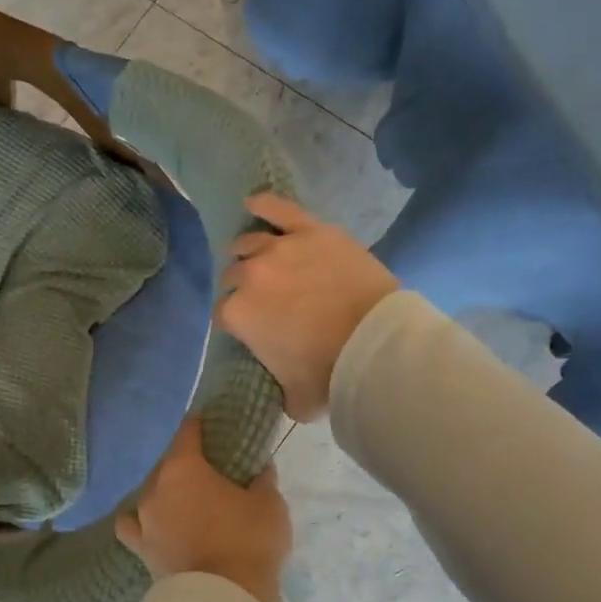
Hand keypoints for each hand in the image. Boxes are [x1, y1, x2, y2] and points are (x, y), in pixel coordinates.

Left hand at [116, 420, 291, 601]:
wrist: (224, 599)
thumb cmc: (247, 541)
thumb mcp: (269, 505)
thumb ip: (262, 480)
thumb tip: (260, 467)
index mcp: (184, 467)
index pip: (188, 432)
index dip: (200, 426)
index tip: (211, 425)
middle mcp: (156, 487)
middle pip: (169, 464)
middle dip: (187, 466)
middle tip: (210, 474)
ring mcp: (144, 519)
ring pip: (153, 494)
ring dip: (167, 494)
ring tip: (187, 504)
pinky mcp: (140, 549)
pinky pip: (133, 527)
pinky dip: (141, 524)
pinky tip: (153, 527)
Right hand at [216, 194, 399, 422]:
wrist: (377, 344)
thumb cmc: (330, 373)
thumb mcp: (296, 398)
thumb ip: (281, 394)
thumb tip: (284, 395)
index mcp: (238, 314)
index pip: (223, 314)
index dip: (235, 322)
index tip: (250, 328)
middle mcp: (250, 276)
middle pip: (233, 276)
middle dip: (242, 287)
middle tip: (262, 298)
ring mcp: (279, 248)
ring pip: (248, 244)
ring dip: (247, 253)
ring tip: (255, 258)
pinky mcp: (310, 231)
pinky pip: (279, 210)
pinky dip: (264, 205)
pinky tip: (253, 203)